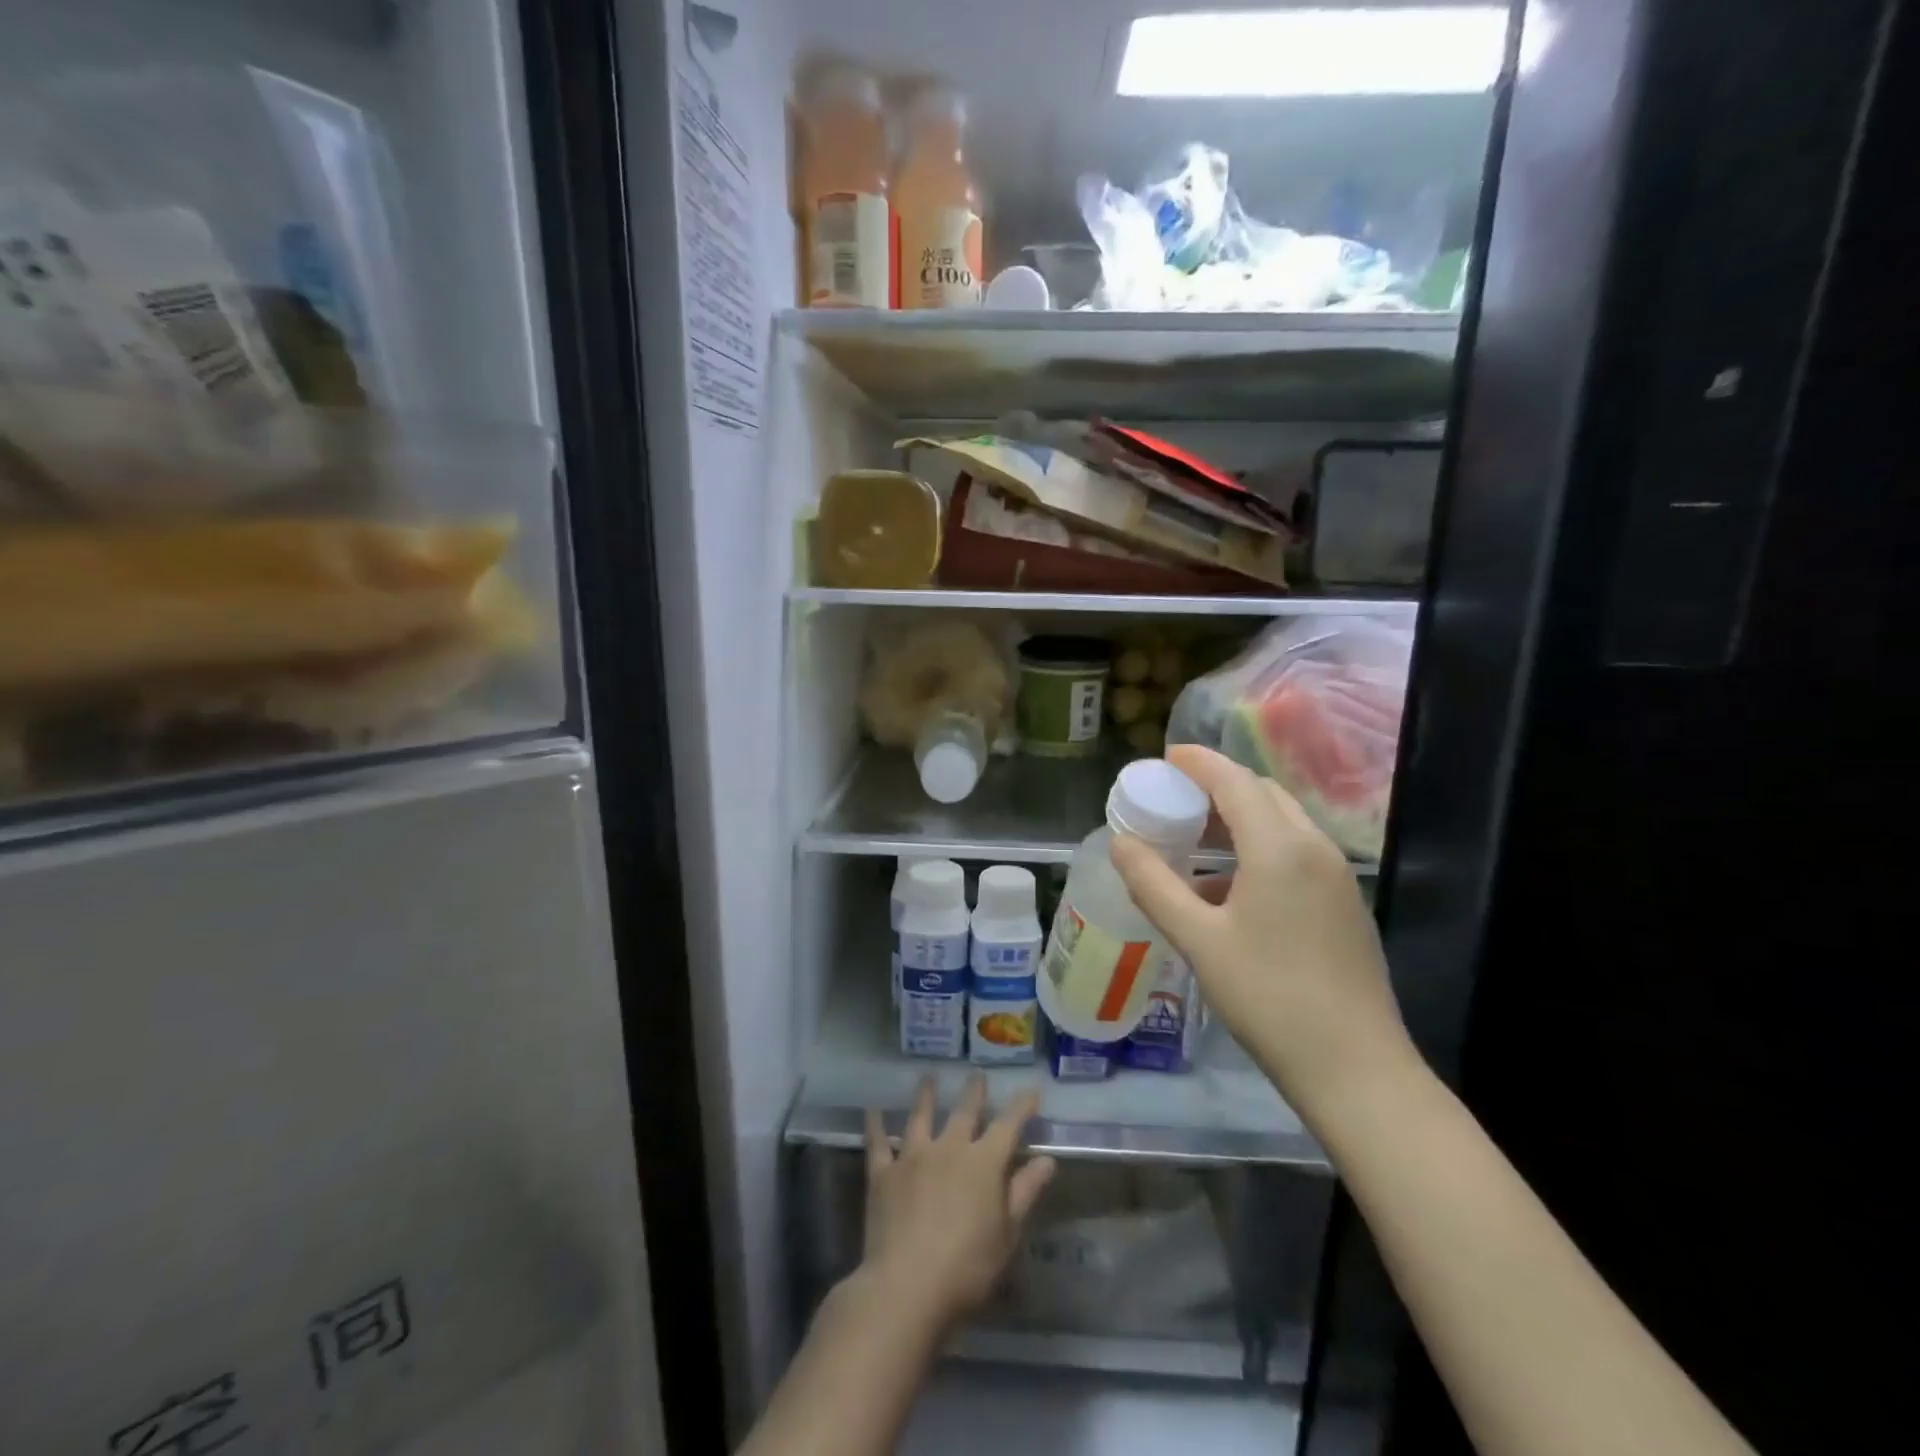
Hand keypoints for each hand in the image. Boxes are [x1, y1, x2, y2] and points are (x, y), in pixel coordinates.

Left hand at [859, 1076, 1056, 1330]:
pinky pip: (878, 1142)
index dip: (1021, 1107)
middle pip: (964, 1112)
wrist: (907, 1285)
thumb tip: (1046, 1160)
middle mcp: (949, 1147)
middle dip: (974, 1092)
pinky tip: (873, 1109)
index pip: (1008, 1125)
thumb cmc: (967, 1267)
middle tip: (977, 1074)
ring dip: (926, 1095)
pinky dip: (875, 1125)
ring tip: (928, 1077)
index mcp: (984, 1162)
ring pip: (921, 1116)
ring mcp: (913, 1156)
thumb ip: (1025, 1192)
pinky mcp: (883, 1173)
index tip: (1031, 1091)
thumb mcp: (1007, 1234)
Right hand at [1109, 744, 1412, 1114]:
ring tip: (1194, 842)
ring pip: (1282, 824)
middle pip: (1262, 794)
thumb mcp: (1198, 939)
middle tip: (1174, 799)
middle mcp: (1315, 848)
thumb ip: (1154, 884)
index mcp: (1280, 847)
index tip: (1165, 758)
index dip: (1198, 762)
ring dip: (1238, 820)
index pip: (1234, 780)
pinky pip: (1296, 854)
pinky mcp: (1344, 904)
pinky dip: (1258, 849)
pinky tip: (1227, 890)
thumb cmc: (1268, 997)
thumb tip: (1120, 842)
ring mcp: (1337, 877)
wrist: (1356, 1068)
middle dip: (1217, 787)